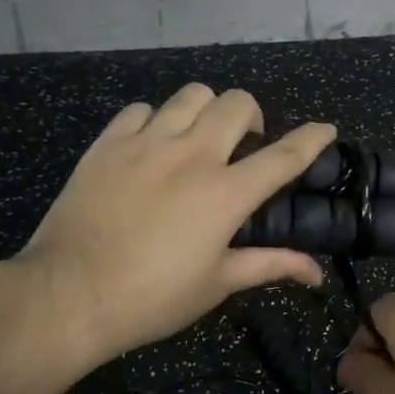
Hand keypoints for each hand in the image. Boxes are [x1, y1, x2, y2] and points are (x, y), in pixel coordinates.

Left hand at [16, 84, 335, 368]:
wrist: (69, 296)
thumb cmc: (153, 297)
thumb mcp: (218, 283)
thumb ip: (271, 265)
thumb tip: (316, 272)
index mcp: (226, 193)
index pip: (284, 155)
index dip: (311, 138)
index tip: (326, 130)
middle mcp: (192, 156)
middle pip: (237, 104)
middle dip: (252, 118)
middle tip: (243, 147)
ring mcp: (146, 143)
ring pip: (191, 95)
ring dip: (206, 111)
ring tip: (199, 138)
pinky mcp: (108, 144)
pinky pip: (140, 110)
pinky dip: (155, 121)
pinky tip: (151, 146)